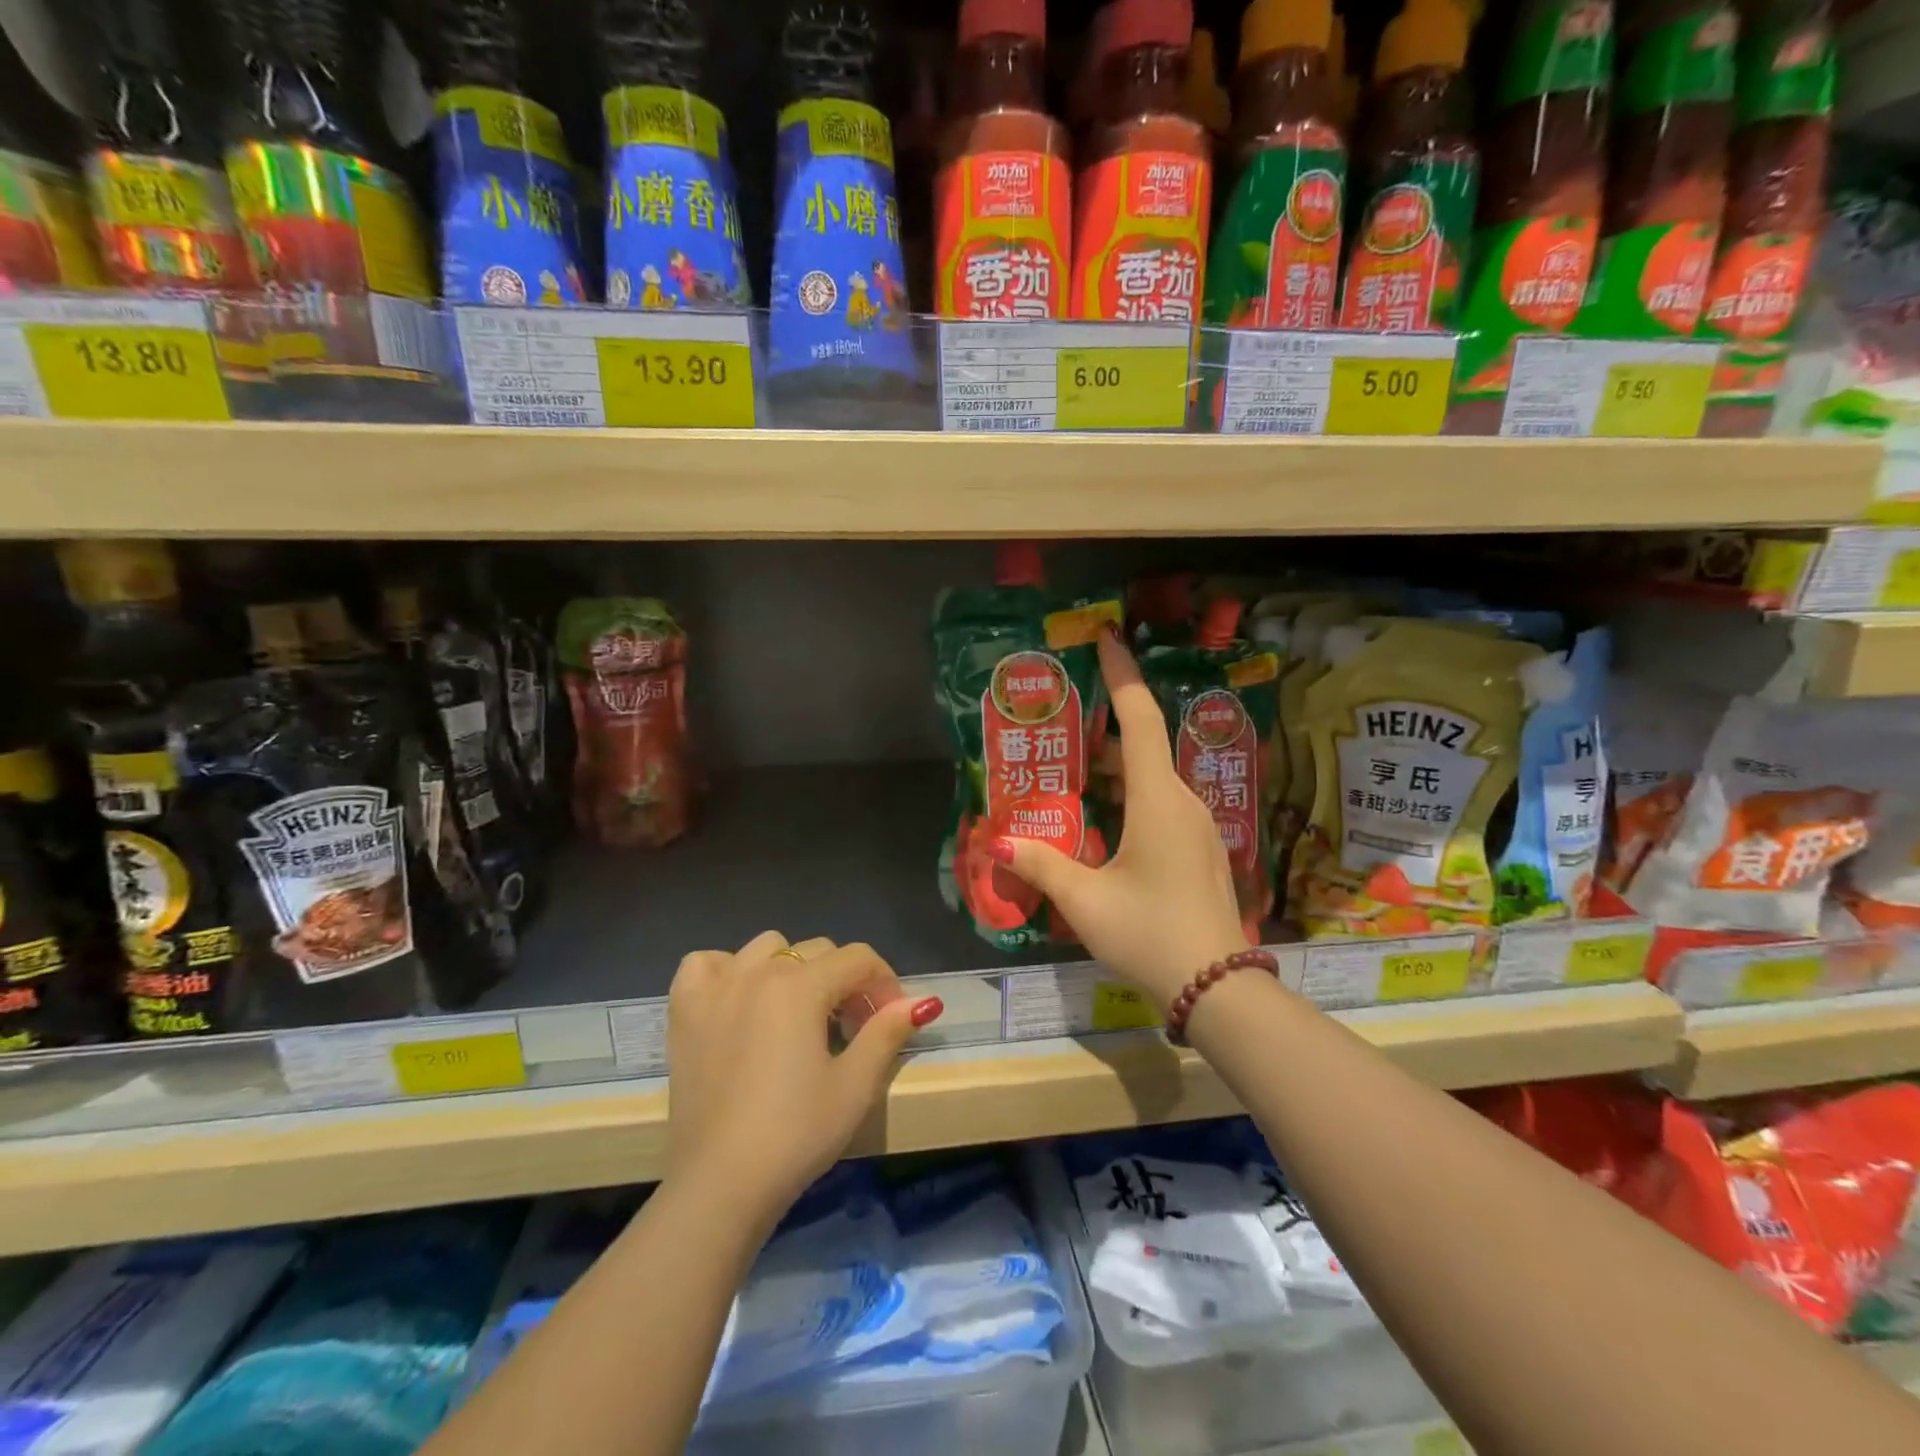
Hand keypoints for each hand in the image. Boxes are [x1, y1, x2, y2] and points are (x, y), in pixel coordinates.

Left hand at [664, 933, 943, 1221]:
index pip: (858, 958)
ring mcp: (716, 988)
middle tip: (852, 1028)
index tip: (892, 1020)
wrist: (720, 1185)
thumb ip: (887, 1033)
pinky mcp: (684, 1011)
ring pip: (766, 948)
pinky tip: (739, 1001)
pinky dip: (727, 971)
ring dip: (791, 969)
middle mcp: (756, 972)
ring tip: (797, 1014)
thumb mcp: (856, 1086)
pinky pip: (706, 964)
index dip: (885, 983)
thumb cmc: (795, 1134)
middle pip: (817, 951)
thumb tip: (921, 1002)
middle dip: (845, 981)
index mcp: (800, 986)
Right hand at [995, 630, 1248, 1010]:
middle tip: (1062, 730)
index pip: (1140, 719)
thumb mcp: (1085, 900)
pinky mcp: (1202, 850)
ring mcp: (1199, 827)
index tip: (1108, 639)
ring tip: (1072, 777)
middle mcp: (1184, 802)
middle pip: (1143, 749)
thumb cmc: (1149, 933)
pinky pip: (1164, 806)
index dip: (1122, 676)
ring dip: (1115, 772)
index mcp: (1159, 800)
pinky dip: (1131, 798)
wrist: (1219, 988)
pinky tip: (1104, 825)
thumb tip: (998, 843)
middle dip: (1104, 733)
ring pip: (1153, 781)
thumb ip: (1041, 865)